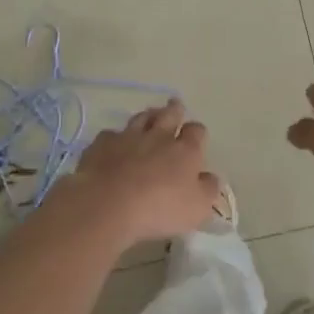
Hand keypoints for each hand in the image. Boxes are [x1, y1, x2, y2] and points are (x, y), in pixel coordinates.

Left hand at [68, 100, 222, 242]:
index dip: (197, 133)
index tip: (196, 136)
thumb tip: (211, 177)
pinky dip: (115, 137)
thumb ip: (208, 190)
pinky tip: (114, 143)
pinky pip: (111, 134)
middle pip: (169, 115)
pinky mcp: (101, 144)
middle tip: (175, 105)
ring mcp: (128, 137)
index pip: (196, 132)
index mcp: (185, 151)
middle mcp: (158, 137)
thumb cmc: (159, 208)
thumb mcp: (197, 208)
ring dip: (147, 116)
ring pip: (141, 118)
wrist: (108, 203)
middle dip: (174, 110)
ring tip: (149, 117)